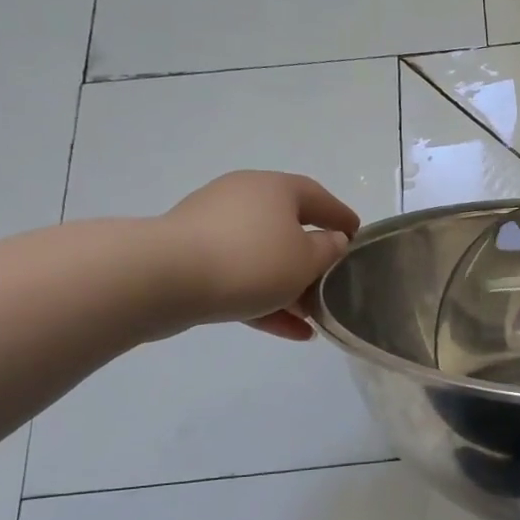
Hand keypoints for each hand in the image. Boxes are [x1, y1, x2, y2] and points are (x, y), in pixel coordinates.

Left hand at [156, 172, 359, 339]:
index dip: (341, 216)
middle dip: (312, 260)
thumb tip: (332, 241)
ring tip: (312, 317)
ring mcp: (213, 228)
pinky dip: (263, 300)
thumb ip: (328, 251)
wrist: (162, 279)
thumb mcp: (305, 260)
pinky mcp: (191, 259)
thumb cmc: (250, 261)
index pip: (318, 197)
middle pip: (288, 228)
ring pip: (263, 258)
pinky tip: (289, 331)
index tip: (358, 236)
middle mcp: (243, 199)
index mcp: (274, 189)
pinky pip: (239, 277)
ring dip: (289, 287)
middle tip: (333, 283)